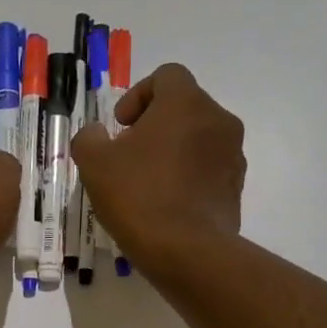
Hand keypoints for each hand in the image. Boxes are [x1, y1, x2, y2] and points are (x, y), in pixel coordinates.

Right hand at [72, 63, 245, 273]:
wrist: (188, 252)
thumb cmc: (139, 197)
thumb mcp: (95, 163)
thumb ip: (89, 138)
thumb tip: (97, 134)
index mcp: (186, 102)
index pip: (167, 76)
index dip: (139, 95)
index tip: (121, 126)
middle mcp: (219, 120)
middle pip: (185, 108)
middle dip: (156, 125)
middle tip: (130, 155)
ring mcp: (233, 156)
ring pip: (200, 140)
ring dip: (174, 152)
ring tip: (148, 183)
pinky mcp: (237, 189)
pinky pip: (209, 171)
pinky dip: (189, 178)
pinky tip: (167, 205)